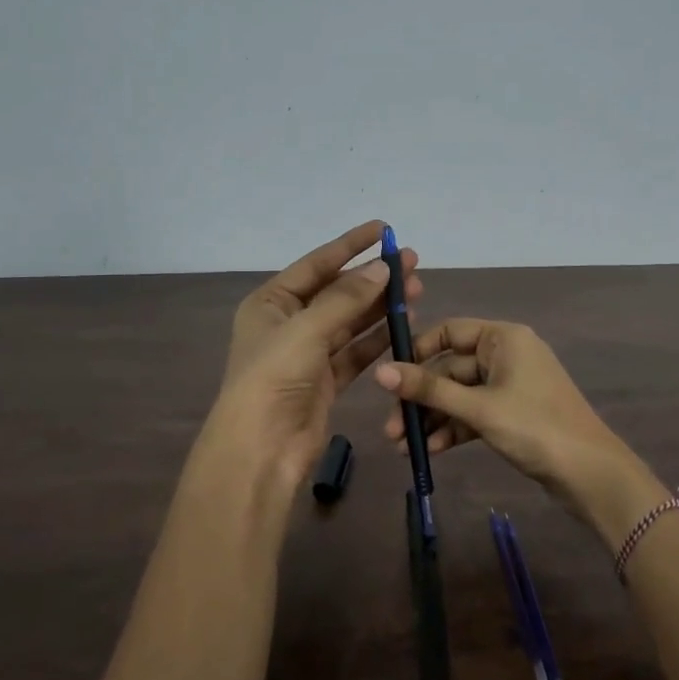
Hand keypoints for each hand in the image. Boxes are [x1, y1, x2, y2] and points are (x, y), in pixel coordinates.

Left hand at [197, 220, 420, 502]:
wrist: (261, 449)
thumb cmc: (274, 378)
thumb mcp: (307, 330)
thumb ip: (347, 298)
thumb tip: (382, 267)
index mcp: (271, 303)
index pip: (317, 264)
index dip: (350, 245)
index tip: (383, 230)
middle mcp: (288, 324)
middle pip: (337, 292)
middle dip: (373, 278)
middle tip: (412, 263)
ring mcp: (308, 353)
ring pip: (351, 321)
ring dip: (381, 306)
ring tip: (416, 291)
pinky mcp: (326, 380)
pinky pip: (356, 351)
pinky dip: (378, 338)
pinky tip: (404, 324)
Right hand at [374, 318, 665, 551]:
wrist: (590, 474)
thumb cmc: (534, 427)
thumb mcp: (478, 408)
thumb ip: (429, 389)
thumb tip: (380, 371)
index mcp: (503, 338)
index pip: (450, 331)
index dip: (418, 351)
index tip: (390, 377)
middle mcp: (506, 354)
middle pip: (451, 368)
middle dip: (421, 397)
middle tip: (392, 428)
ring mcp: (511, 386)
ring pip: (460, 394)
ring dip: (433, 417)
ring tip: (404, 447)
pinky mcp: (513, 414)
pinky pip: (475, 413)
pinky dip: (454, 428)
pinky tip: (431, 451)